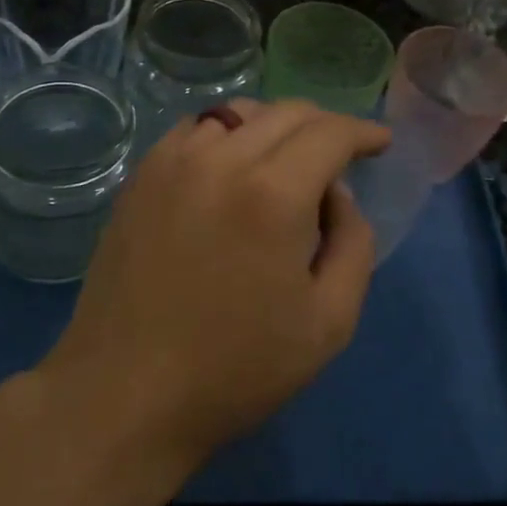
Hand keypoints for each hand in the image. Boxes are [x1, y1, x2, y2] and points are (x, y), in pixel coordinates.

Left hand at [39, 100, 389, 473]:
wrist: (125, 393)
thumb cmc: (236, 368)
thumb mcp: (329, 322)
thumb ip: (354, 243)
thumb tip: (338, 194)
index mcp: (273, 194)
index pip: (331, 133)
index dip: (363, 132)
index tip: (380, 142)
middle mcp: (222, 159)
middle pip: (288, 112)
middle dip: (326, 124)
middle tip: (342, 154)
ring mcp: (174, 161)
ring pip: (240, 112)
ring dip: (276, 124)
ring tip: (289, 158)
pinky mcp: (141, 175)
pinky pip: (197, 128)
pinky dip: (229, 132)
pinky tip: (233, 165)